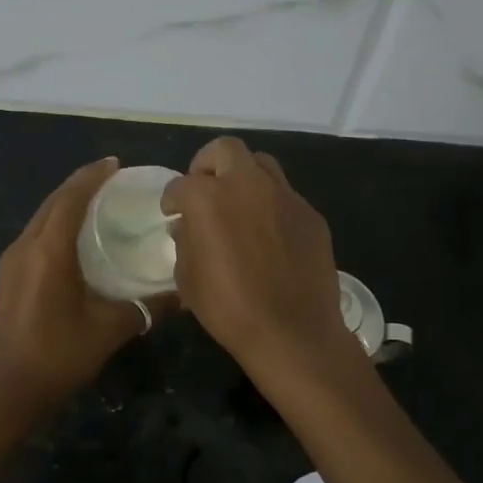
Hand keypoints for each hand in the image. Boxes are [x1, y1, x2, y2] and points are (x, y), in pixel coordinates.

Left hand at [0, 158, 174, 418]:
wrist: (7, 392)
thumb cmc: (58, 356)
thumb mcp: (108, 330)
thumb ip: (146, 308)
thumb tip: (182, 295)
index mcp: (48, 252)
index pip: (70, 198)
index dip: (92, 177)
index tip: (115, 164)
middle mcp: (24, 247)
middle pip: (52, 203)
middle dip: (80, 185)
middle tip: (111, 180)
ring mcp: (11, 262)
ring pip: (40, 218)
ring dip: (65, 205)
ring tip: (97, 203)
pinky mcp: (8, 277)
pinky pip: (34, 236)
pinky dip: (55, 225)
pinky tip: (75, 239)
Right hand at [160, 137, 356, 378]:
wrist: (293, 332)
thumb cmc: (229, 309)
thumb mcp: (188, 279)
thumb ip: (184, 242)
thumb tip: (186, 226)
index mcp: (209, 198)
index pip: (181, 184)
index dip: (172, 199)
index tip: (172, 212)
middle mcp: (247, 185)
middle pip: (225, 150)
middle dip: (208, 164)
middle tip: (205, 189)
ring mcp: (284, 196)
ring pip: (261, 163)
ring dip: (244, 175)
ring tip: (238, 203)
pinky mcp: (310, 214)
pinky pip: (285, 196)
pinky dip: (270, 204)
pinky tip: (269, 233)